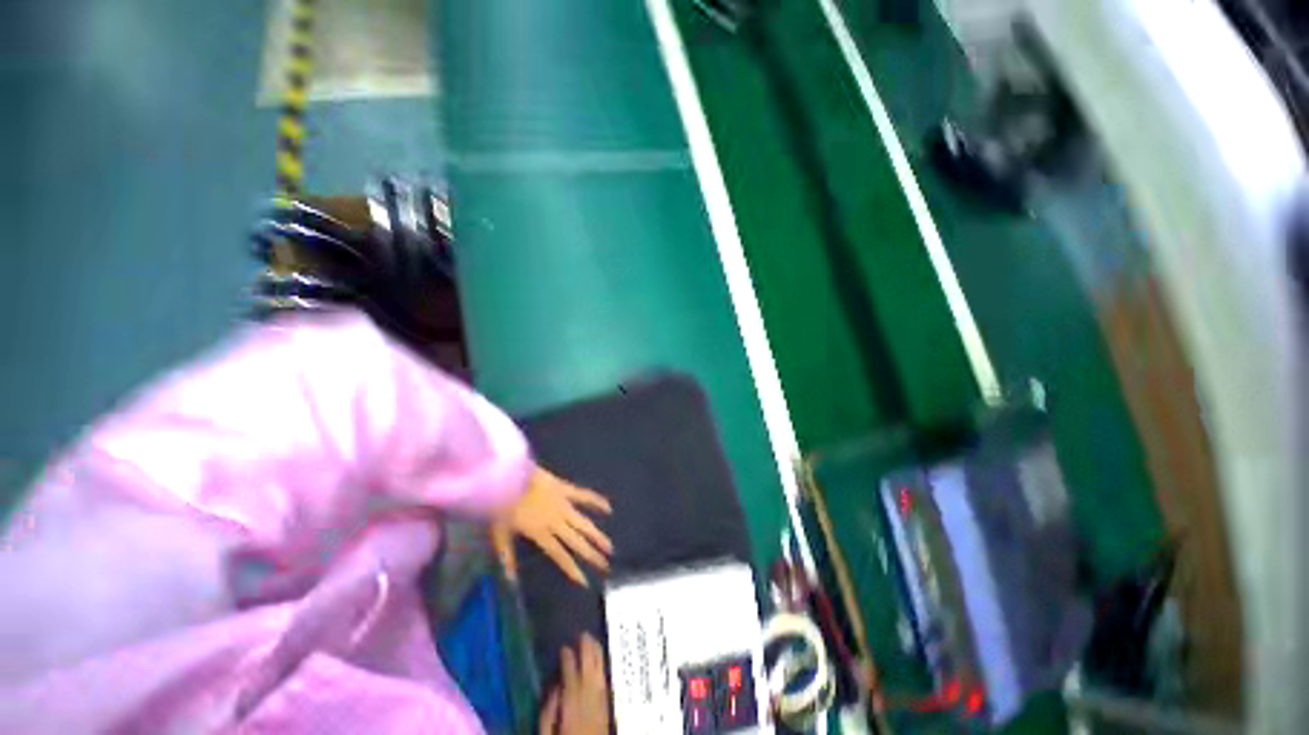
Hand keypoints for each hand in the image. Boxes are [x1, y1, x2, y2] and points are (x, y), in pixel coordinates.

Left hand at [491, 467, 611, 585]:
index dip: (572, 569)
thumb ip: (507, 557)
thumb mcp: (499, 533)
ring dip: (597, 534)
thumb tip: (511, 581)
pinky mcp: (566, 489)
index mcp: (540, 533)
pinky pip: (584, 495)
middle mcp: (556, 522)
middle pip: (577, 541)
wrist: (509, 476)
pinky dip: (596, 500)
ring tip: (609, 545)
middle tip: (606, 565)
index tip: (585, 582)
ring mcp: (564, 504)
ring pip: (584, 523)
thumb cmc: (502, 505)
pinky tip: (609, 507)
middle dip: (591, 554)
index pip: (559, 555)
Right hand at [540, 634, 609, 734]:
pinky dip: (601, 668)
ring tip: (592, 639)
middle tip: (582, 634)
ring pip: (599, 674)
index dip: (568, 659)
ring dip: (596, 654)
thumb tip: (555, 686)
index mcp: (572, 707)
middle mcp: (589, 701)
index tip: (564, 646)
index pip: (571, 677)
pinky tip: (599, 661)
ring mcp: (600, 704)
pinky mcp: (607, 709)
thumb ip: (549, 711)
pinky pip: (605, 683)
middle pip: (589, 670)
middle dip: (586, 650)